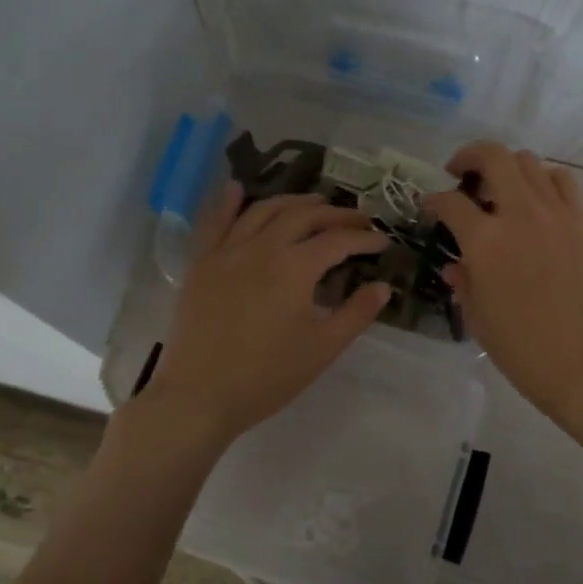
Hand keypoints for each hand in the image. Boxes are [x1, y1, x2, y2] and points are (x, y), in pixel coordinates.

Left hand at [142, 183, 392, 447]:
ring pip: (264, 210)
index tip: (383, 241)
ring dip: (293, 201)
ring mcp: (228, 251)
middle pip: (304, 216)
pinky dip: (229, 202)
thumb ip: (356, 313)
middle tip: (358, 218)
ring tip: (314, 203)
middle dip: (335, 213)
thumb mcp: (322, 348)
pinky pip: (216, 222)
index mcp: (295, 267)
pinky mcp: (202, 263)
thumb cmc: (267, 376)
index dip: (365, 238)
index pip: (338, 240)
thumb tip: (382, 287)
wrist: (199, 395)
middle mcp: (263, 247)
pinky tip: (238, 188)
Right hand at [423, 144, 582, 421]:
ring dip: (506, 167)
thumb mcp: (477, 317)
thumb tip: (455, 263)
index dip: (432, 201)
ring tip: (498, 189)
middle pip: (493, 157)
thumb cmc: (522, 349)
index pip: (450, 202)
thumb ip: (462, 280)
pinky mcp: (581, 222)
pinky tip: (534, 200)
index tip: (429, 208)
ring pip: (528, 161)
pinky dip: (543, 179)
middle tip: (459, 173)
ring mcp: (555, 214)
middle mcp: (519, 215)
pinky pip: (561, 181)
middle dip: (468, 157)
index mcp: (485, 242)